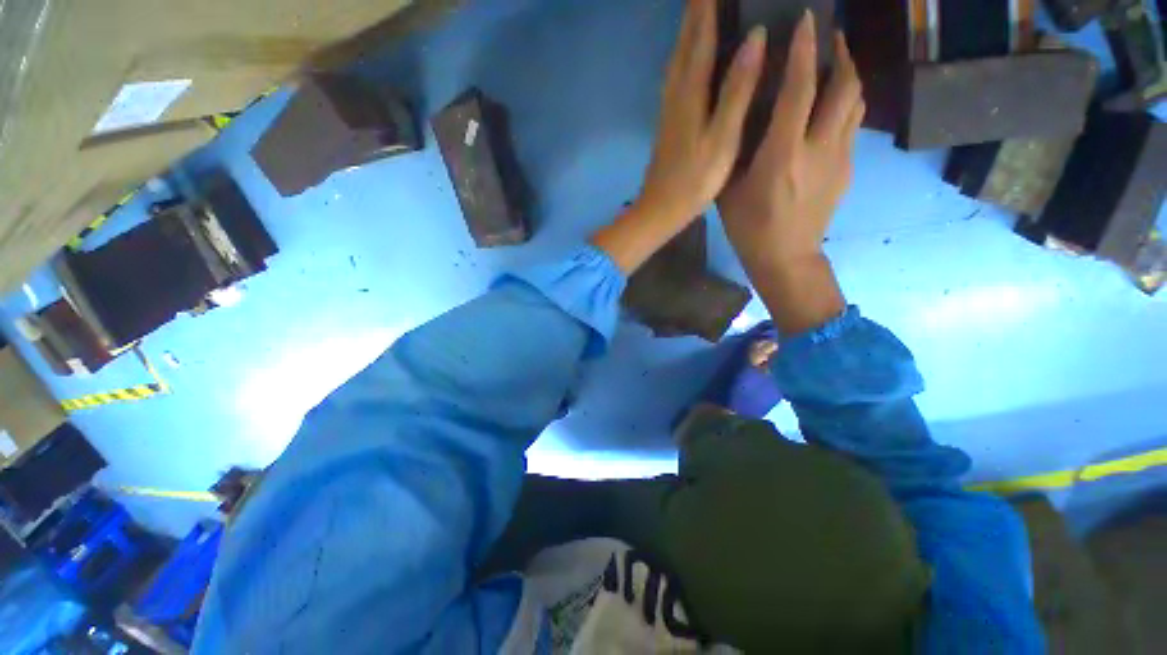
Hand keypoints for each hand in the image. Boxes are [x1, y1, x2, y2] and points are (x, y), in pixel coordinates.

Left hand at [639, 0, 766, 222]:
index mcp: (690, 94)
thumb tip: (755, 38)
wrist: (660, 210)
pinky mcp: (667, 126)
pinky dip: (682, 61)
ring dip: (686, 35)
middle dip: (695, 13)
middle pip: (685, 45)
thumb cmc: (694, 180)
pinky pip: (675, 81)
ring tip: (697, 15)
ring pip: (677, 62)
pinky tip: (686, 64)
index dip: (709, 6)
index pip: (702, 38)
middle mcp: (675, 96)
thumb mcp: (722, 137)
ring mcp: (668, 112)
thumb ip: (737, 89)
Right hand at [718, 14, 864, 335]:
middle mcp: (818, 149)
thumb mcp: (730, 192)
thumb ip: (739, 154)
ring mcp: (839, 158)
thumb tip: (745, 119)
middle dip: (840, 54)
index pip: (799, 91)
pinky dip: (846, 105)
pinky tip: (831, 107)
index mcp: (782, 156)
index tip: (806, 21)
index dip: (804, 52)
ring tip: (837, 64)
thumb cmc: (749, 228)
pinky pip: (852, 125)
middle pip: (844, 87)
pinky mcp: (847, 170)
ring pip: (857, 102)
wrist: (785, 258)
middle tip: (830, 37)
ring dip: (850, 75)